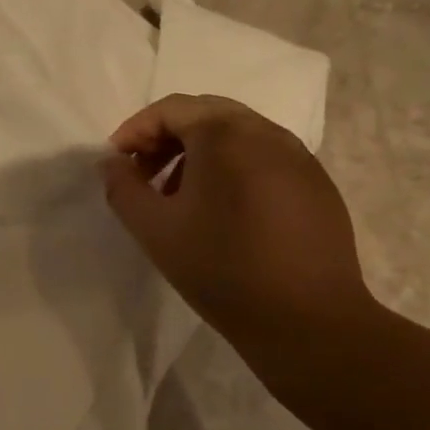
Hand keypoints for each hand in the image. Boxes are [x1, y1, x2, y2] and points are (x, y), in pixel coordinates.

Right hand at [101, 94, 375, 351]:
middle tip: (143, 173)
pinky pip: (264, 158)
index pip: (171, 109)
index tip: (117, 163)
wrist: (307, 321)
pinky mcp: (317, 185)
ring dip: (198, 153)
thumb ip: (123, 187)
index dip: (135, 130)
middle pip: (206, 114)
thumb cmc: (220, 268)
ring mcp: (299, 158)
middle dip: (166, 137)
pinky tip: (220, 212)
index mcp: (226, 136)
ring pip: (237, 135)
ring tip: (177, 196)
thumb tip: (112, 163)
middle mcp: (268, 134)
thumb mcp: (154, 228)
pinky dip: (231, 168)